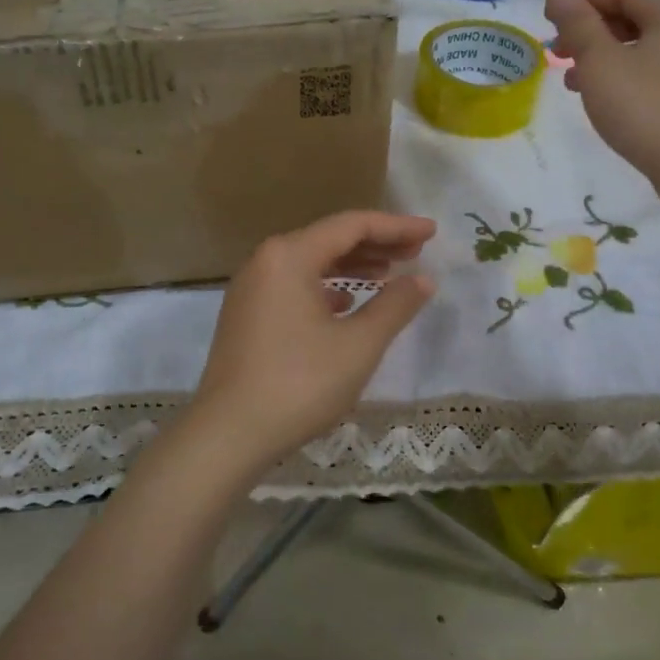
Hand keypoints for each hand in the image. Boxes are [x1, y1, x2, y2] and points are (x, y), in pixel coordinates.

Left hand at [176, 211, 436, 479]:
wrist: (229, 434)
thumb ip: (395, 305)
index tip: (431, 232)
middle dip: (376, 243)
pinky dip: (325, 288)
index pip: (351, 225)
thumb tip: (423, 279)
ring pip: (310, 263)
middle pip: (329, 239)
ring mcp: (251, 288)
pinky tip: (347, 304)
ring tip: (389, 275)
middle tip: (417, 252)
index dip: (396, 226)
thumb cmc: (299, 383)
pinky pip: (294, 285)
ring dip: (351, 266)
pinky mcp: (246, 314)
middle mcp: (265, 260)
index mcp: (289, 255)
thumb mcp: (358, 345)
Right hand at [544, 0, 659, 178]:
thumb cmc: (643, 106)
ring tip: (574, 83)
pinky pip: (659, 72)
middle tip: (558, 54)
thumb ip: (577, 23)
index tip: (551, 24)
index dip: (584, 2)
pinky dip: (628, 76)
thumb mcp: (599, 61)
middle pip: (636, 17)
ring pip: (645, 47)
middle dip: (592, 32)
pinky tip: (606, 100)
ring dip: (605, 57)